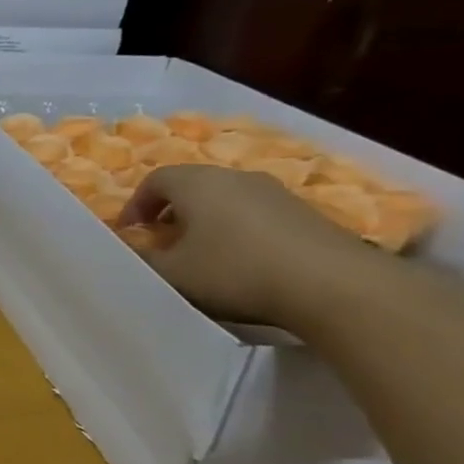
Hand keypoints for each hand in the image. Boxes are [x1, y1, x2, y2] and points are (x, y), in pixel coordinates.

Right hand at [120, 164, 384, 326]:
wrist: (335, 286)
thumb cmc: (235, 271)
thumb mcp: (171, 273)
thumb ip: (141, 257)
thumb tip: (129, 247)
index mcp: (197, 183)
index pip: (154, 180)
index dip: (135, 205)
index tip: (130, 233)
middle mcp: (235, 177)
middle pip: (192, 185)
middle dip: (170, 211)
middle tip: (161, 242)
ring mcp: (276, 192)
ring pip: (226, 199)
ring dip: (205, 221)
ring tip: (200, 254)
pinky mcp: (306, 213)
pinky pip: (256, 213)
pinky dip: (238, 229)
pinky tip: (241, 261)